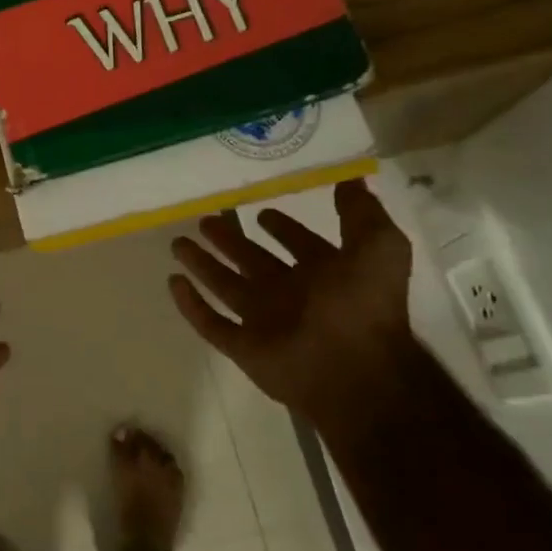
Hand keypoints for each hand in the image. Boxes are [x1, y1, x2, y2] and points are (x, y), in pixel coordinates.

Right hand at [169, 180, 416, 430]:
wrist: (354, 372)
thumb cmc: (364, 306)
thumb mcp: (378, 246)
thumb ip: (362, 213)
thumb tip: (350, 179)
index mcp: (325, 274)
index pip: (299, 244)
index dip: (283, 228)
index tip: (261, 211)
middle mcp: (292, 295)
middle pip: (252, 261)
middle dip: (229, 241)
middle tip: (204, 220)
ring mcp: (264, 322)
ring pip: (225, 286)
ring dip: (203, 265)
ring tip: (178, 243)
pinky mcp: (243, 347)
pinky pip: (211, 323)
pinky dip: (191, 305)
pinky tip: (173, 282)